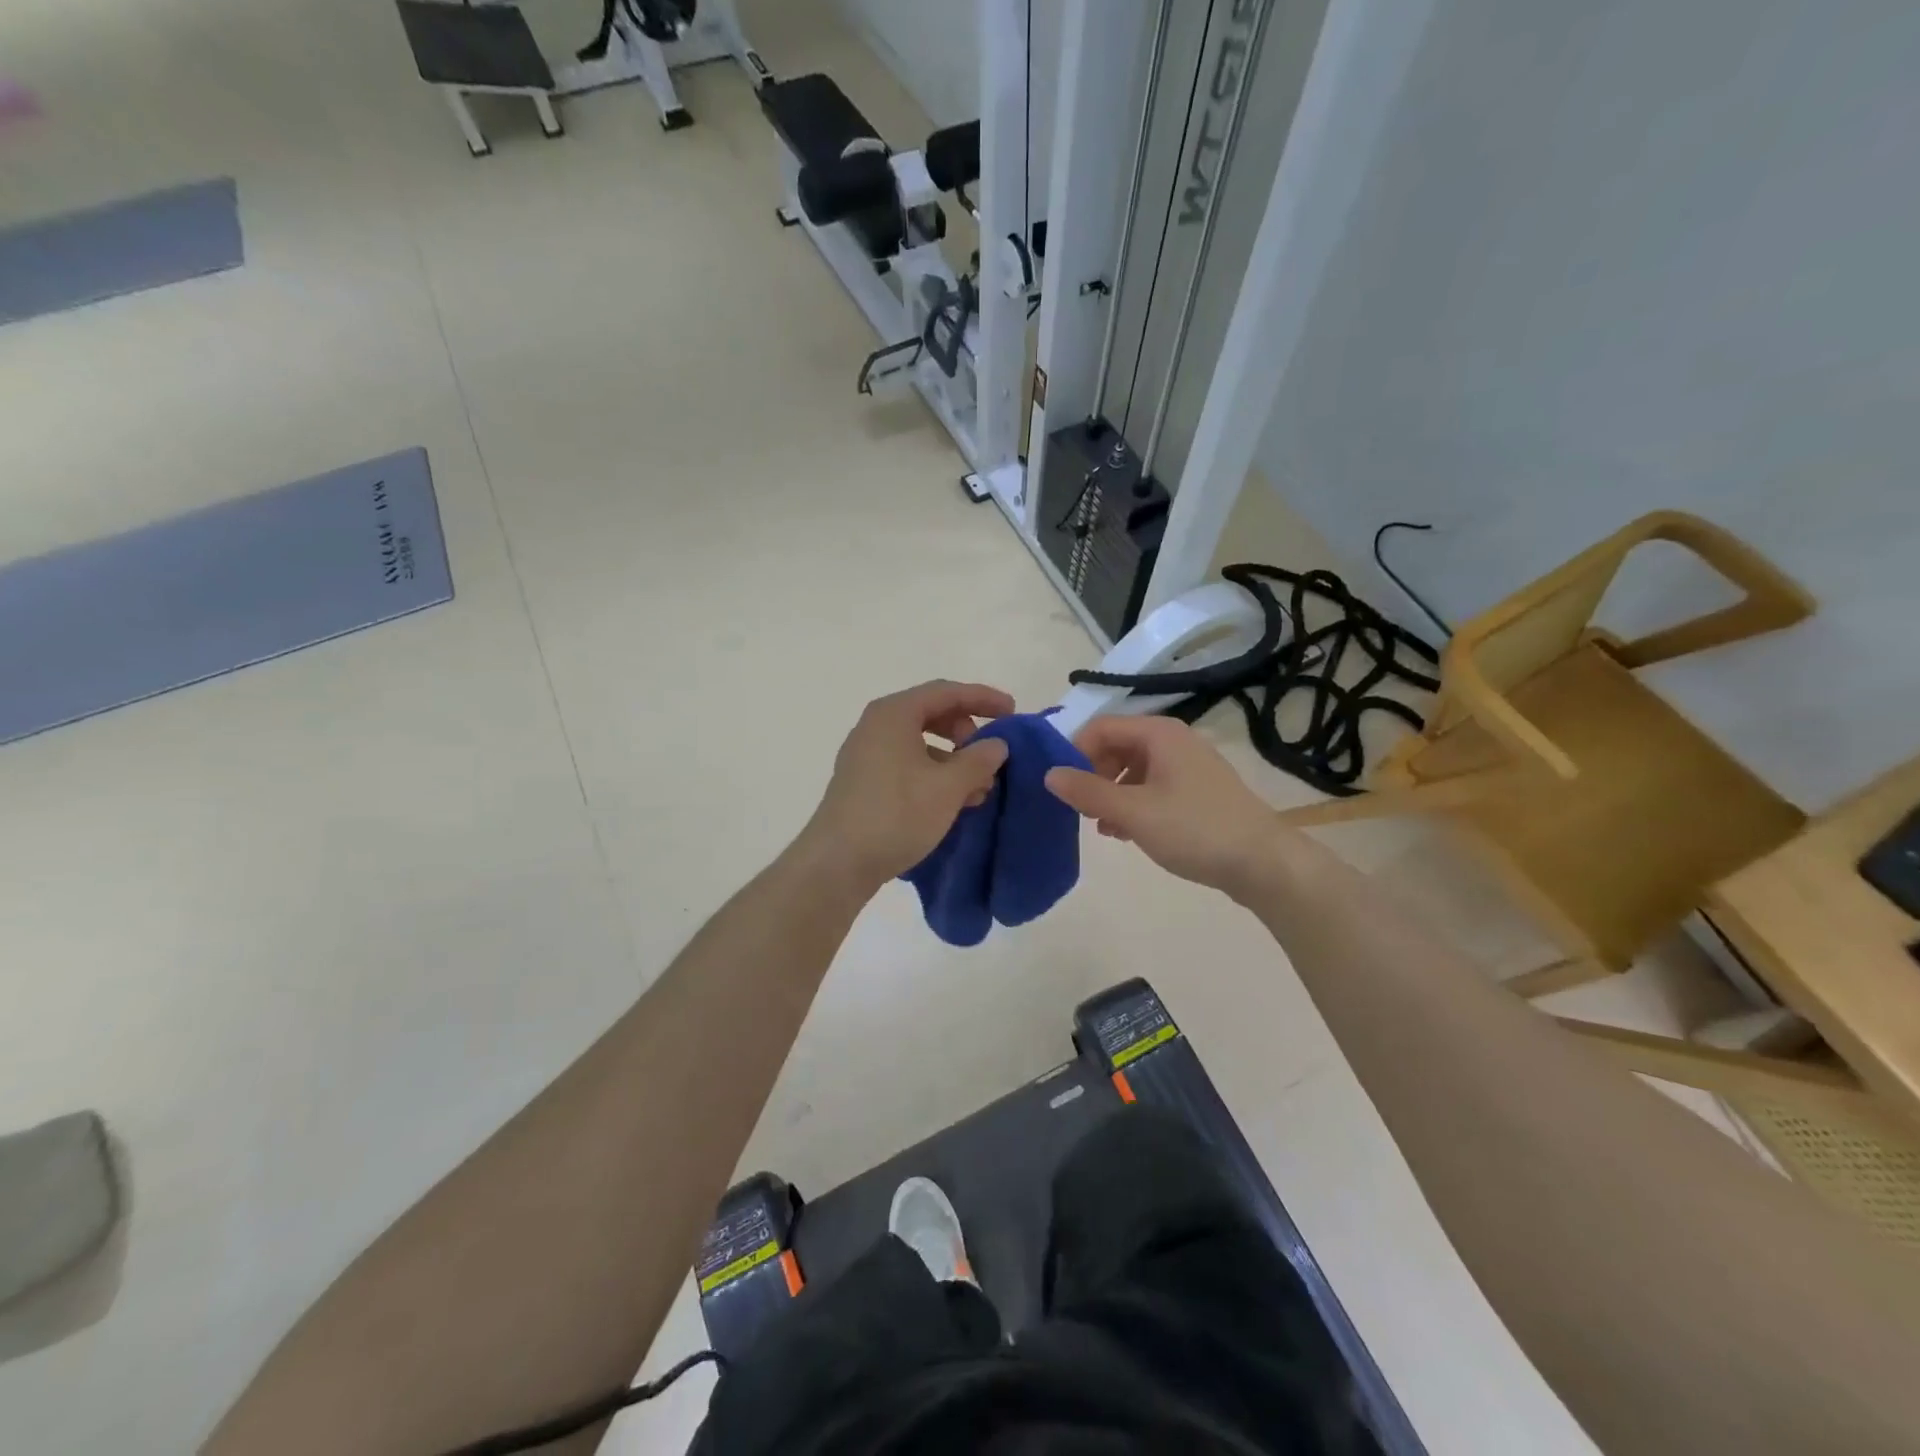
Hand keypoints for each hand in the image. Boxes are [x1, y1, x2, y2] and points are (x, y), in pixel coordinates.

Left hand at [802, 680, 1013, 890]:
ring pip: (920, 743)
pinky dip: (934, 774)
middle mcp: (876, 726)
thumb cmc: (897, 814)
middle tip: (989, 755)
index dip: (983, 698)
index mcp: (894, 714)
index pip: (947, 692)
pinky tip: (952, 802)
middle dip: (966, 731)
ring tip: (978, 788)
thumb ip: (978, 760)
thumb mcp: (948, 787)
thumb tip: (997, 744)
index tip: (1012, 712)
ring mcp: (866, 755)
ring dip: (953, 759)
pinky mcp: (863, 782)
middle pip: (931, 714)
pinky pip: (907, 764)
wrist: (838, 862)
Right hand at [1044, 715, 1283, 895]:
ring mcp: (1188, 767)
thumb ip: (1087, 792)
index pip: (1101, 727)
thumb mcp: (1133, 811)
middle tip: (1080, 808)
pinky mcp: (1197, 793)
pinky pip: (1153, 787)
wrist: (1264, 863)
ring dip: (1111, 794)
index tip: (1061, 786)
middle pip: (1117, 746)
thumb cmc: (1195, 829)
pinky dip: (1133, 804)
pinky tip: (1125, 833)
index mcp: (1159, 734)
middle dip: (1092, 775)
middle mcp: (1174, 742)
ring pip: (1134, 770)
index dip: (1074, 751)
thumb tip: (1048, 774)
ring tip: (1101, 826)